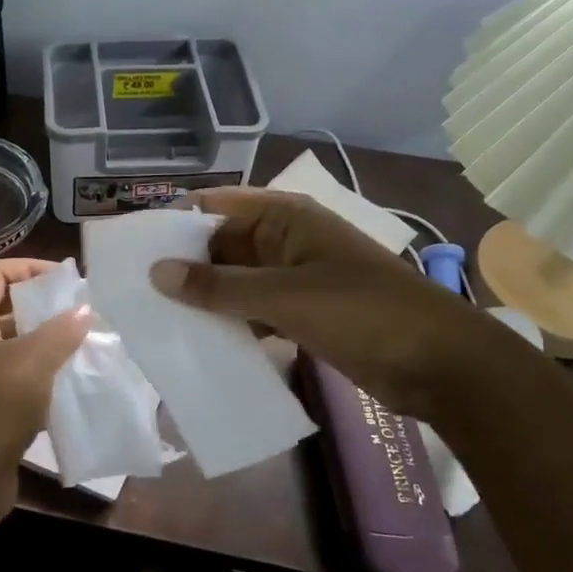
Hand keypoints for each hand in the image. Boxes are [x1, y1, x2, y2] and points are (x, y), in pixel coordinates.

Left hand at [0, 258, 89, 522]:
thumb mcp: (32, 361)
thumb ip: (60, 331)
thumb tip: (82, 311)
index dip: (26, 268)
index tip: (65, 279)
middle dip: (40, 309)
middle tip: (78, 313)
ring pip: (6, 348)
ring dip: (41, 345)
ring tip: (80, 347)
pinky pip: (8, 381)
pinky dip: (35, 378)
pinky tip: (66, 386)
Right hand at [148, 188, 501, 419]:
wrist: (440, 363)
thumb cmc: (362, 312)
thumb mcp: (283, 296)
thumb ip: (218, 286)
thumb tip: (156, 272)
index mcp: (284, 218)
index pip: (214, 208)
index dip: (173, 224)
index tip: (132, 250)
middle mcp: (286, 240)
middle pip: (221, 246)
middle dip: (184, 268)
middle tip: (135, 294)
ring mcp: (296, 278)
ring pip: (236, 282)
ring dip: (205, 299)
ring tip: (157, 320)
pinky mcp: (303, 313)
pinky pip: (254, 311)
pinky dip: (231, 324)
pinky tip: (200, 343)